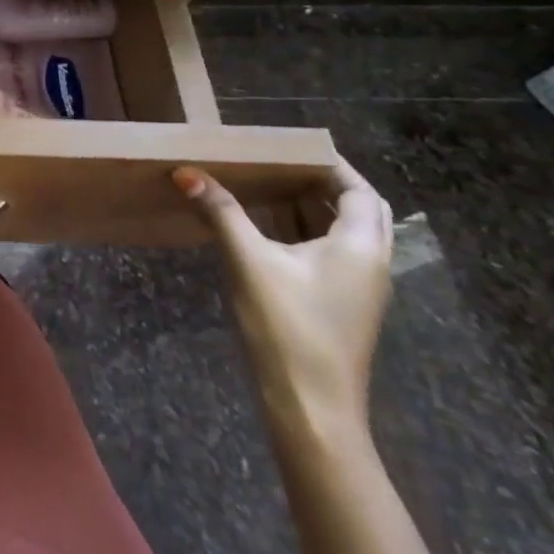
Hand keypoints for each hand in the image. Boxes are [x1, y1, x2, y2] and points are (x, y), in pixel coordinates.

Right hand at [174, 158, 392, 441]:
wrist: (311, 407)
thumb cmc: (288, 327)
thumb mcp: (248, 261)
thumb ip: (219, 212)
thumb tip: (186, 171)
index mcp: (359, 247)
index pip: (359, 191)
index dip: (332, 165)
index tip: (293, 146)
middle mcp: (368, 264)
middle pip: (357, 211)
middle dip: (319, 184)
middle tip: (276, 163)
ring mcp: (355, 289)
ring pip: (340, 234)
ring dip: (308, 209)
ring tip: (264, 187)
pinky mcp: (338, 306)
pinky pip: (326, 254)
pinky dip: (301, 233)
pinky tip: (263, 232)